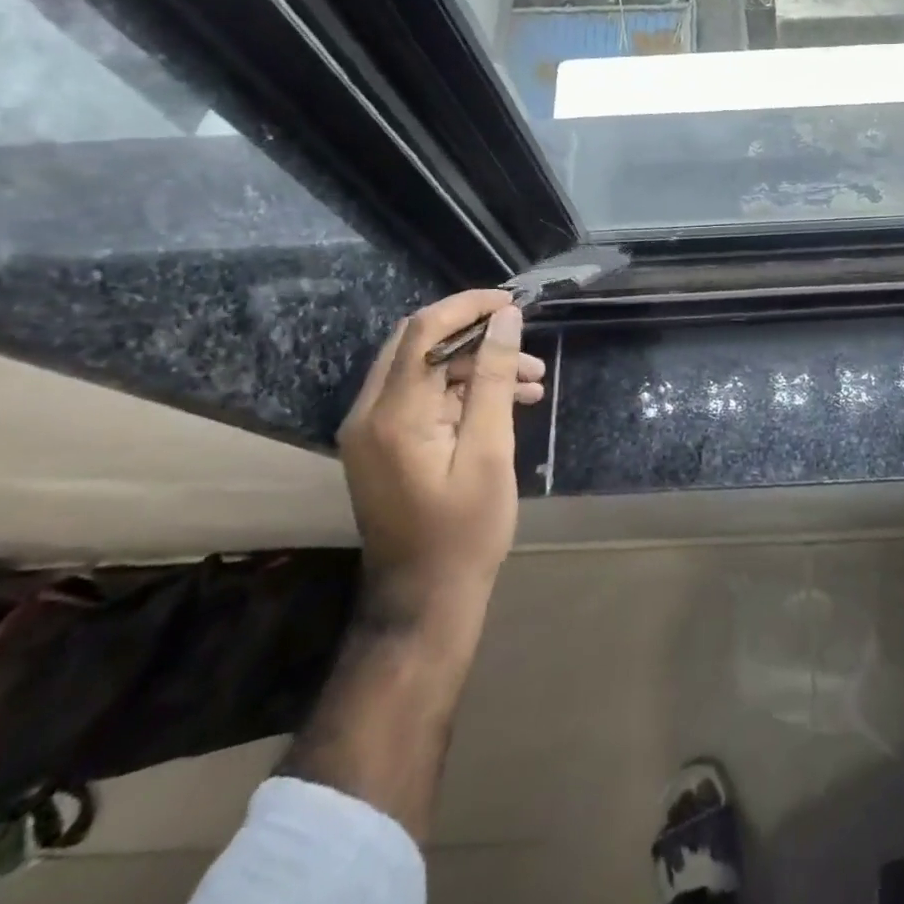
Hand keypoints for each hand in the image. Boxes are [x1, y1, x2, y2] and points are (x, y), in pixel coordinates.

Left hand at [336, 290, 545, 627]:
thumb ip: (495, 378)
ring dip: (477, 366)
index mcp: (393, 414)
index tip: (513, 303)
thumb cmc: (465, 530)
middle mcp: (370, 413)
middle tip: (524, 340)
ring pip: (426, 370)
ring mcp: (372, 431)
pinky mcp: (384, 445)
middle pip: (419, 343)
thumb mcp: (491, 450)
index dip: (468, 306)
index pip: (423, 330)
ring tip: (533, 379)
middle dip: (476, 335)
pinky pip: (424, 398)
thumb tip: (506, 319)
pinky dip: (464, 392)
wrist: (425, 601)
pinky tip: (510, 402)